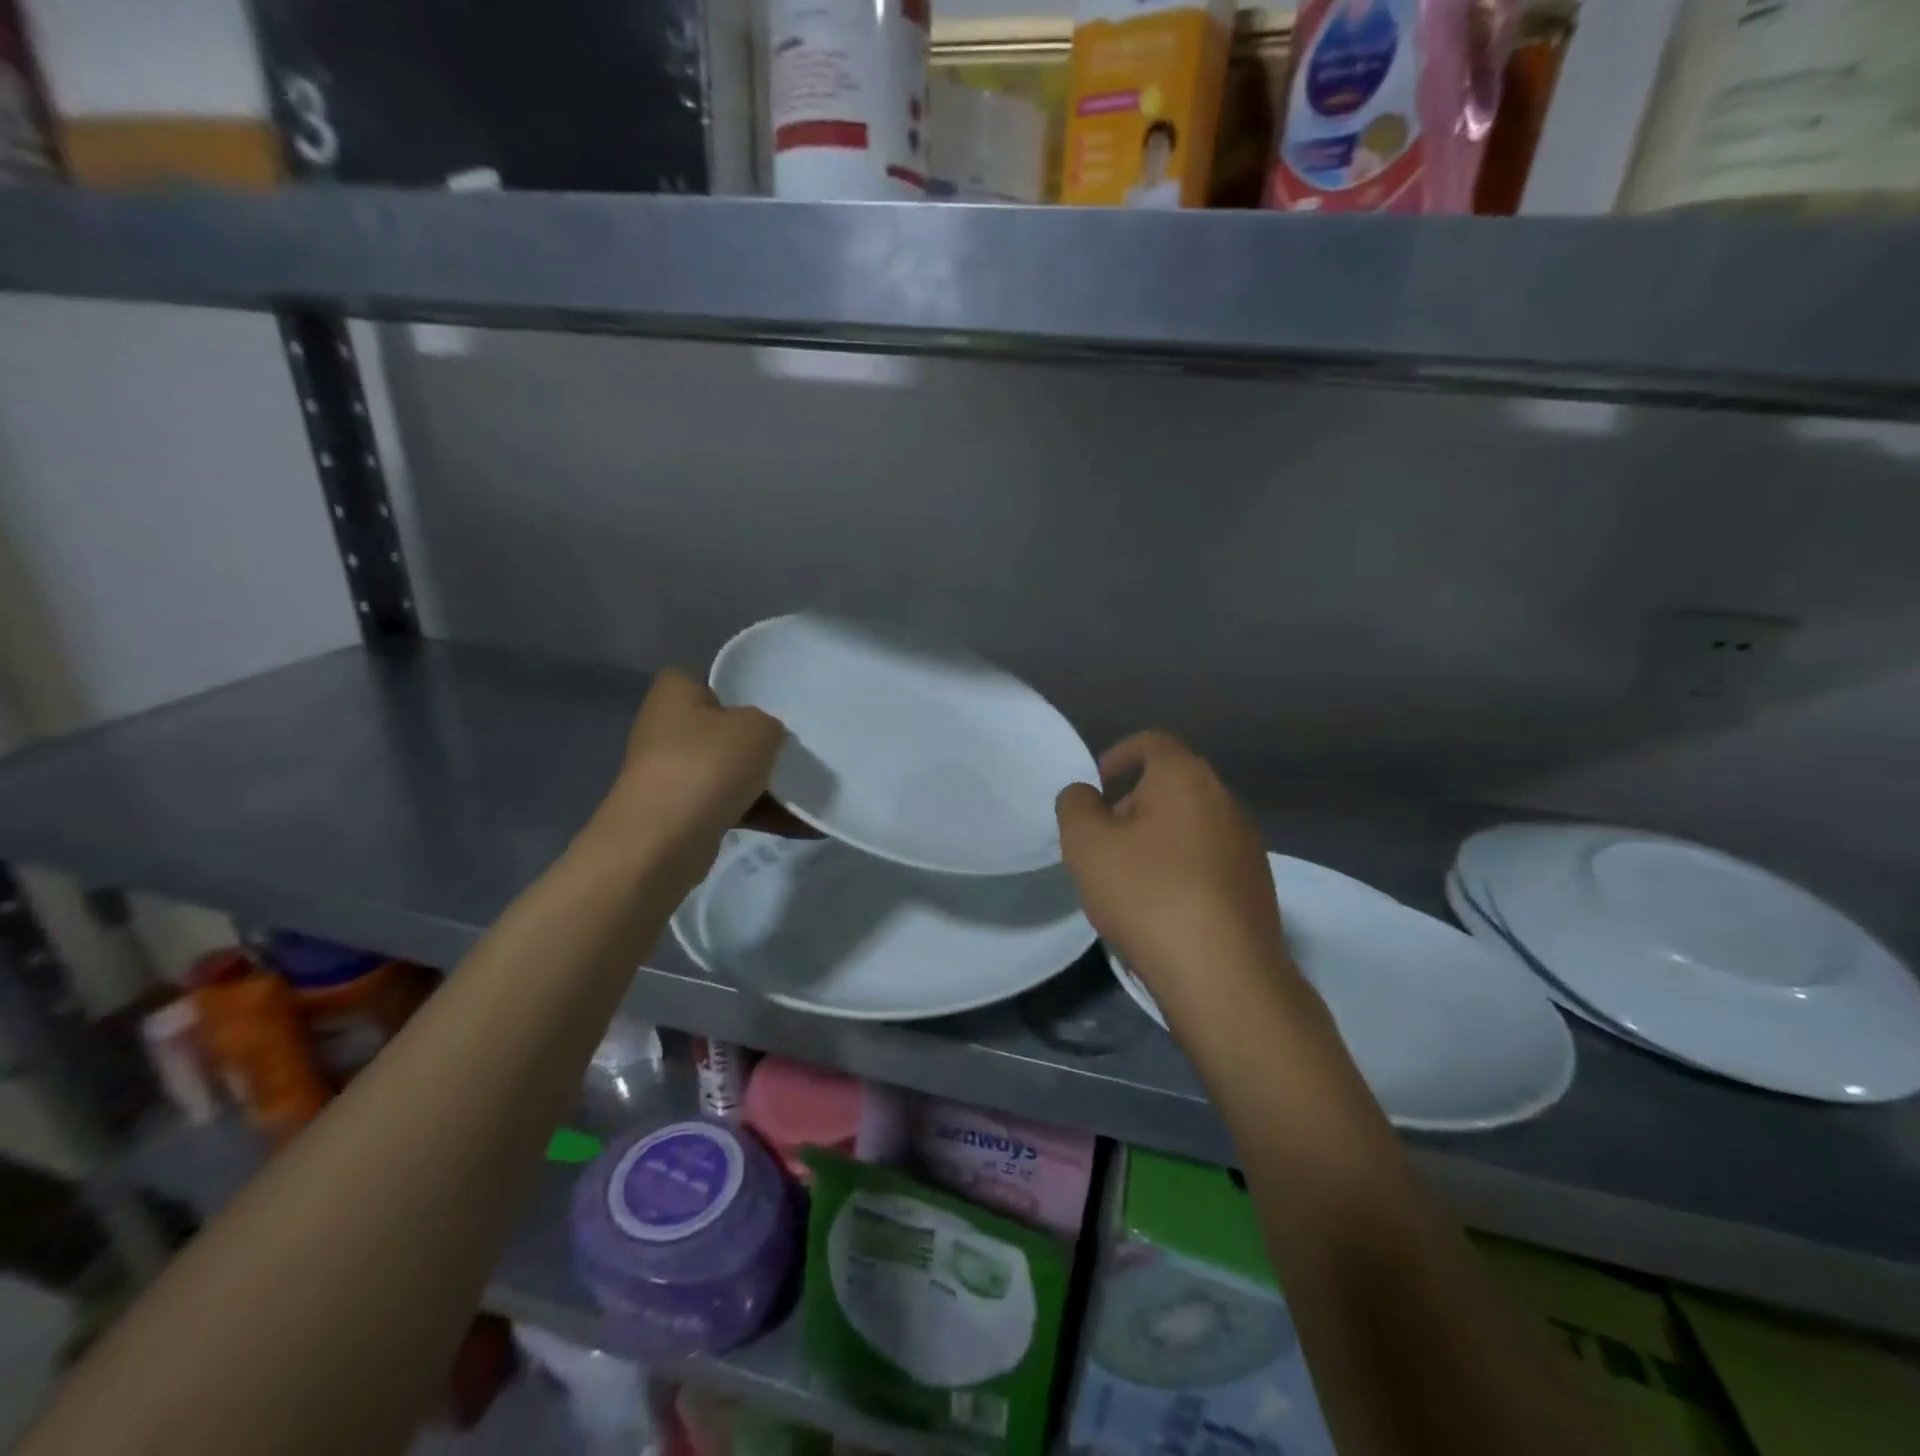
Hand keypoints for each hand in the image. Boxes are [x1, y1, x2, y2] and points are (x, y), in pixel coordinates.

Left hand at [598, 669, 787, 859]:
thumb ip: (771, 724)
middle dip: (762, 741)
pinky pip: (733, 804)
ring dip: (769, 783)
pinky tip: (805, 825)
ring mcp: (674, 772)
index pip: (712, 676)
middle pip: (726, 727)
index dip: (744, 685)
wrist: (662, 842)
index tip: (778, 701)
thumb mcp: (758, 728)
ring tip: (813, 789)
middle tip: (801, 746)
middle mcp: (668, 728)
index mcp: (676, 692)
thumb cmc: (707, 765)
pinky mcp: (684, 812)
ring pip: (732, 770)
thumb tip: (770, 739)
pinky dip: (764, 813)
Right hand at [1056, 732, 1291, 1002]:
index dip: (1118, 756)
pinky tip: (1162, 908)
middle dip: (1132, 804)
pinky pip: (1208, 861)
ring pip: (1190, 826)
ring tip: (1128, 880)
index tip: (1095, 788)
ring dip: (1156, 840)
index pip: (1151, 742)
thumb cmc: (1148, 894)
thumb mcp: (1087, 844)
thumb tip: (1086, 795)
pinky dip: (1181, 869)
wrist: (1224, 974)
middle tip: (1102, 841)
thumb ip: (1076, 805)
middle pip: (1171, 785)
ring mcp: (1248, 845)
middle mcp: (1226, 801)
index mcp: (1186, 777)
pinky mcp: (1256, 886)